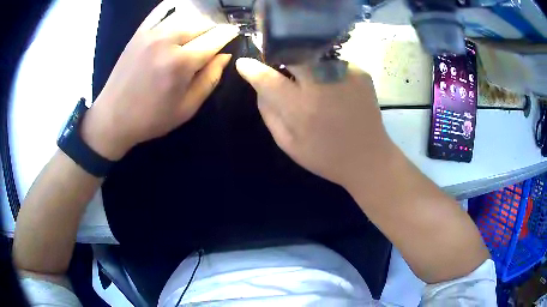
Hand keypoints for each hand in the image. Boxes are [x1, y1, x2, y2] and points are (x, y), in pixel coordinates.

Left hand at [81, 1, 238, 159]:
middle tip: (215, 40)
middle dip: (213, 29)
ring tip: (197, 33)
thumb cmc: (151, 118)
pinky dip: (175, 9)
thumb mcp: (187, 108)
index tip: (235, 34)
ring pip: (185, 16)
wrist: (112, 117)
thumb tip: (225, 56)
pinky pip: (161, 11)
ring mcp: (151, 33)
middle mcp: (168, 40)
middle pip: (202, 23)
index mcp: (181, 62)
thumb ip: (210, 79)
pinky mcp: (139, 32)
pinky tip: (181, 14)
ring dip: (197, 22)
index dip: (229, 34)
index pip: (216, 37)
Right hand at [236, 58, 395, 188]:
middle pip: (293, 54)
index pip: (268, 79)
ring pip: (314, 54)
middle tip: (281, 67)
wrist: (369, 159)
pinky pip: (333, 61)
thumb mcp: (288, 143)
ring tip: (309, 80)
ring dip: (305, 62)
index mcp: (302, 108)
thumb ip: (269, 112)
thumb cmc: (325, 156)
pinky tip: (331, 85)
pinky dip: (325, 69)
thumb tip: (259, 86)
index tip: (244, 64)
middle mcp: (323, 85)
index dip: (252, 69)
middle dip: (281, 57)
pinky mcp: (361, 73)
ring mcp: (346, 74)